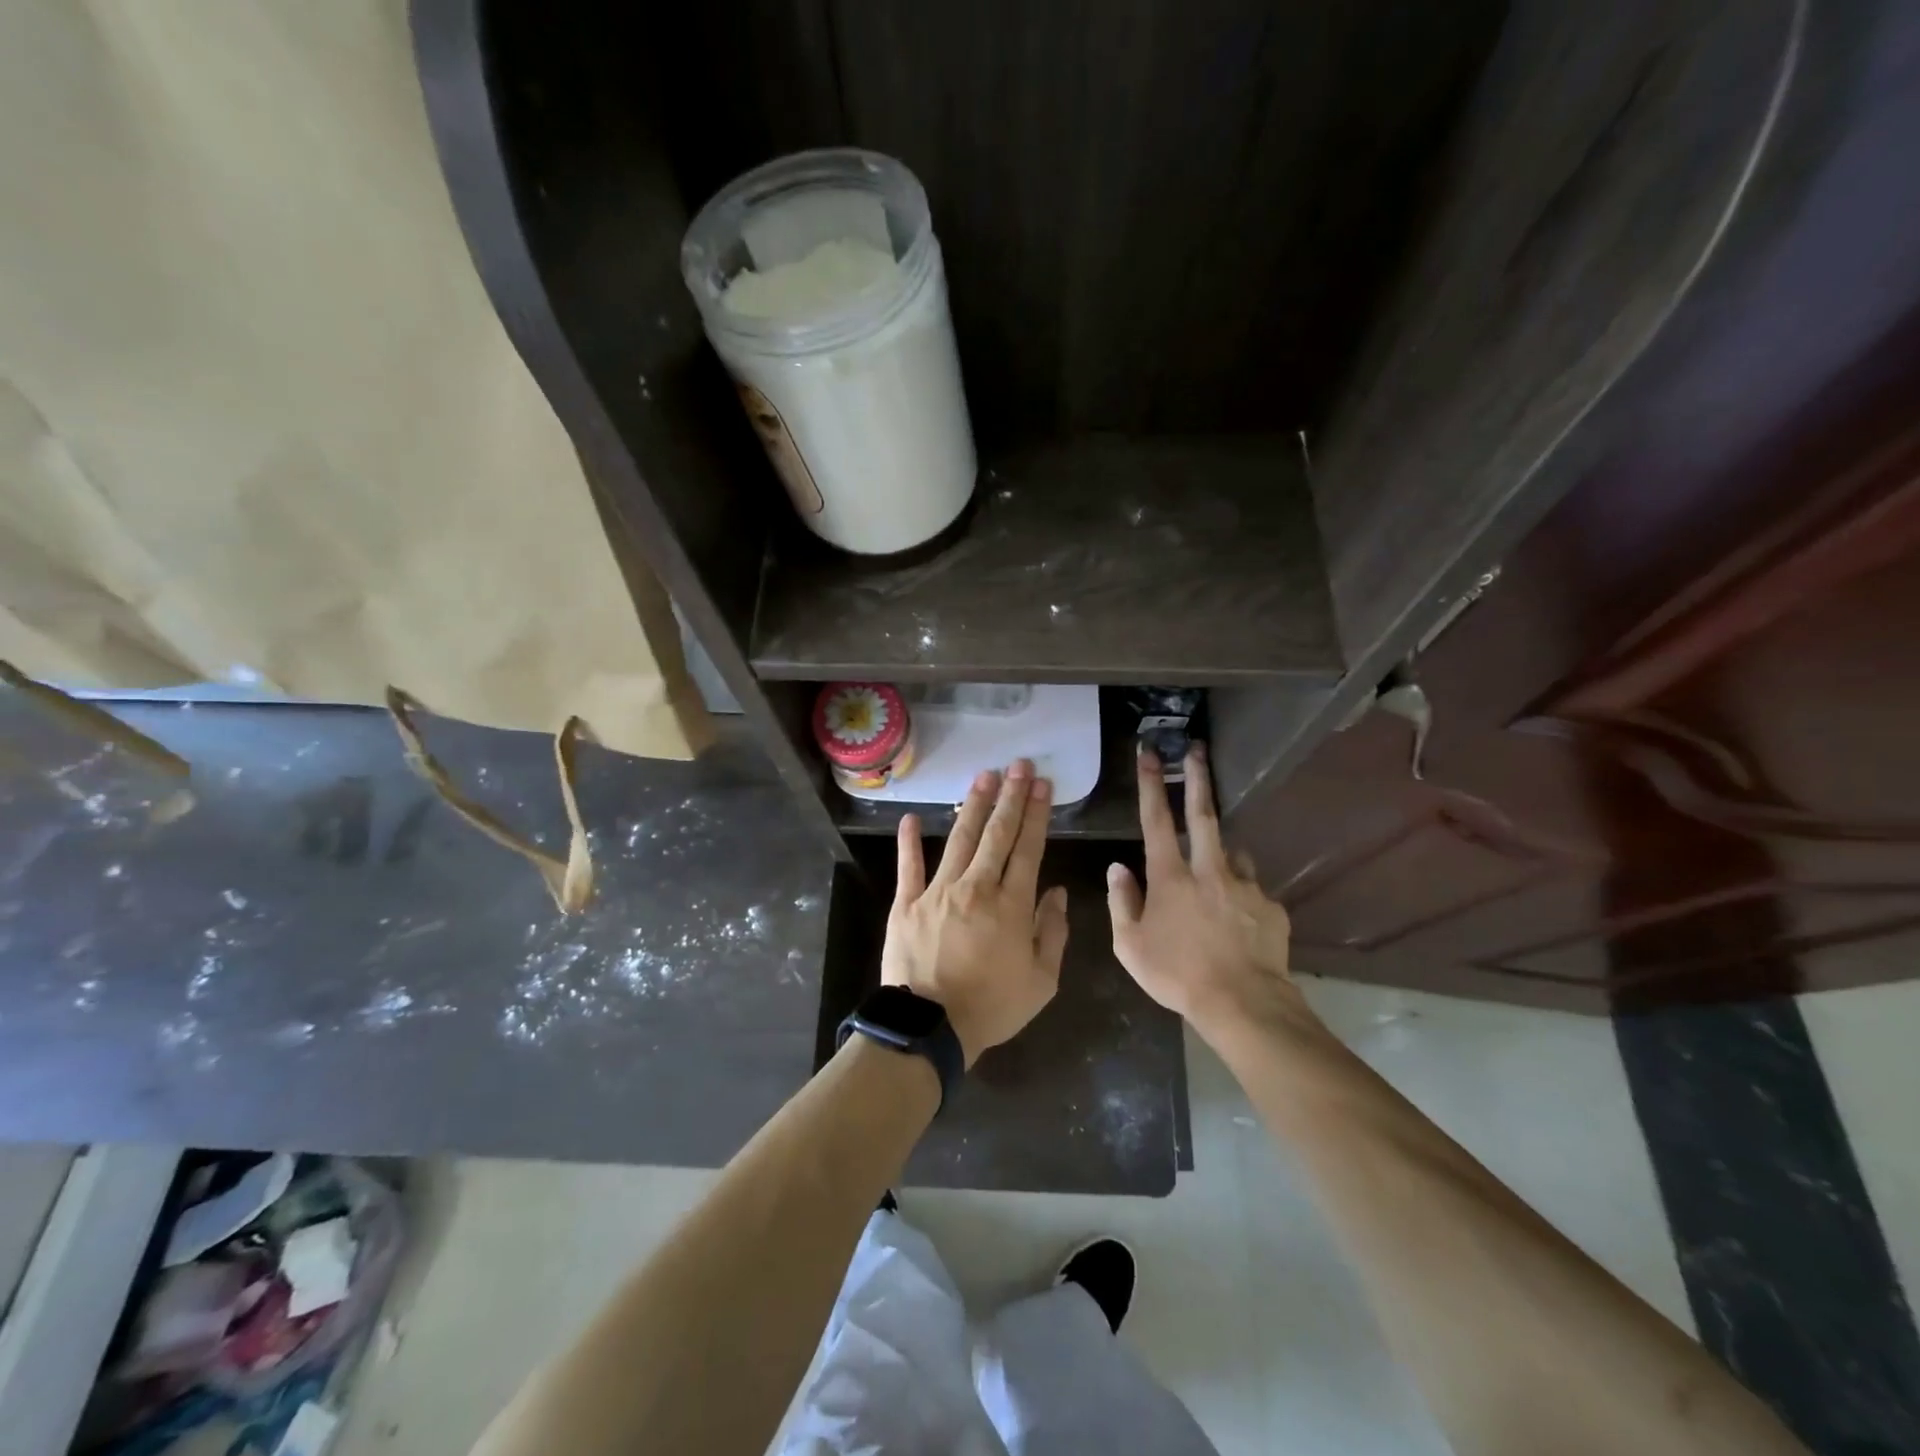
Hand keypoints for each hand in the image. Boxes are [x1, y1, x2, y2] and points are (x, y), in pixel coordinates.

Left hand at [883, 759, 1069, 1065]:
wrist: (930, 1028)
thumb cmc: (991, 1007)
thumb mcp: (1041, 982)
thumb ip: (1053, 933)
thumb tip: (1058, 893)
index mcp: (1011, 905)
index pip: (1028, 849)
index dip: (1036, 815)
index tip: (1042, 786)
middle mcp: (976, 887)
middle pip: (997, 834)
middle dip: (1010, 797)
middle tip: (1018, 765)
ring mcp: (937, 891)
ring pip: (959, 840)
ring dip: (972, 806)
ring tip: (983, 776)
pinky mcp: (907, 903)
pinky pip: (908, 867)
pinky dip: (909, 842)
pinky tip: (910, 818)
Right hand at [1106, 746, 1311, 1046]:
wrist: (1244, 1004)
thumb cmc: (1177, 974)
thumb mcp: (1130, 945)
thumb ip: (1121, 902)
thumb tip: (1118, 869)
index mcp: (1171, 877)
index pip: (1156, 819)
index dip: (1152, 784)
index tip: (1150, 753)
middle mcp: (1209, 869)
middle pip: (1203, 814)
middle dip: (1198, 777)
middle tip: (1197, 750)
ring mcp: (1245, 885)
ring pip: (1232, 853)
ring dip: (1221, 853)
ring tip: (1217, 877)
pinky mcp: (1271, 905)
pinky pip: (1252, 890)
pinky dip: (1241, 895)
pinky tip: (1239, 923)